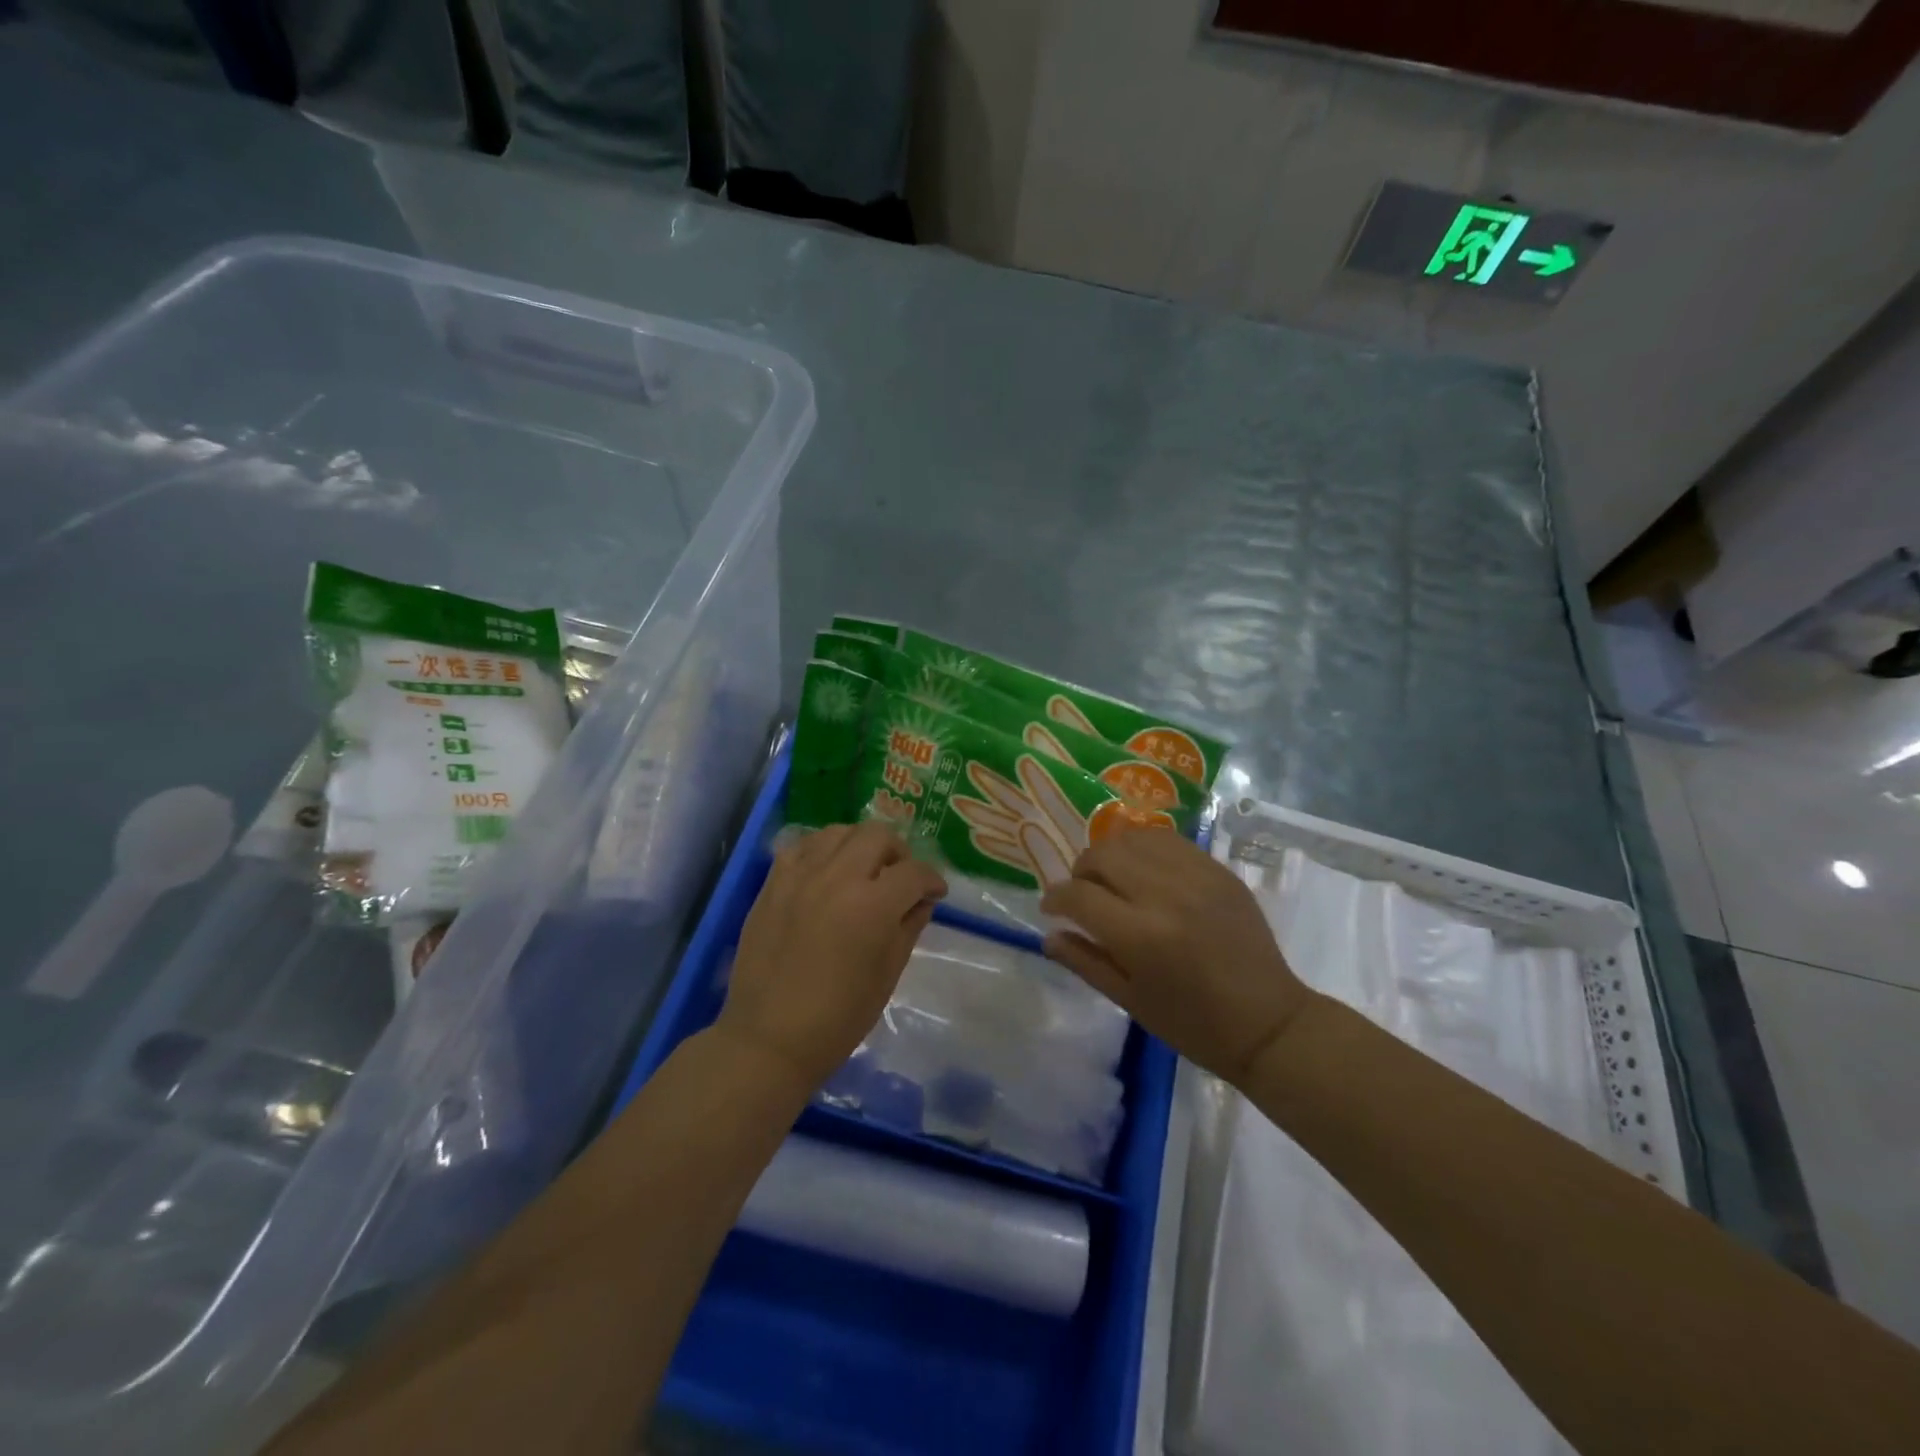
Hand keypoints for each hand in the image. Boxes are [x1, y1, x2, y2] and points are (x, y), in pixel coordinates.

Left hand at [717, 822, 946, 1089]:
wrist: (769, 1038)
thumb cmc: (838, 1018)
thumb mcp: (888, 974)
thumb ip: (909, 926)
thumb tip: (921, 900)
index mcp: (873, 906)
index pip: (914, 872)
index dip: (932, 880)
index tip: (935, 893)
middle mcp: (838, 878)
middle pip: (878, 835)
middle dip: (899, 853)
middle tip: (900, 877)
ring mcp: (800, 876)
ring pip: (839, 831)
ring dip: (860, 844)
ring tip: (863, 870)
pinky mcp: (773, 882)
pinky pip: (802, 845)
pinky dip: (822, 850)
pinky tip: (826, 872)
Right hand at [1040, 830, 1313, 1086]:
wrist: (1268, 1022)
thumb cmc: (1193, 1024)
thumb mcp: (1130, 1001)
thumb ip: (1085, 962)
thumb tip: (1049, 935)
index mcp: (1140, 936)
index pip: (1078, 895)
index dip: (1055, 898)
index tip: (1050, 907)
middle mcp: (1165, 895)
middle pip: (1102, 855)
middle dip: (1080, 871)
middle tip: (1081, 892)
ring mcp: (1196, 876)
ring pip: (1132, 839)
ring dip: (1110, 854)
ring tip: (1111, 877)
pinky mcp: (1218, 870)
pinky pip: (1168, 840)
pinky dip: (1143, 848)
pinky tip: (1142, 869)